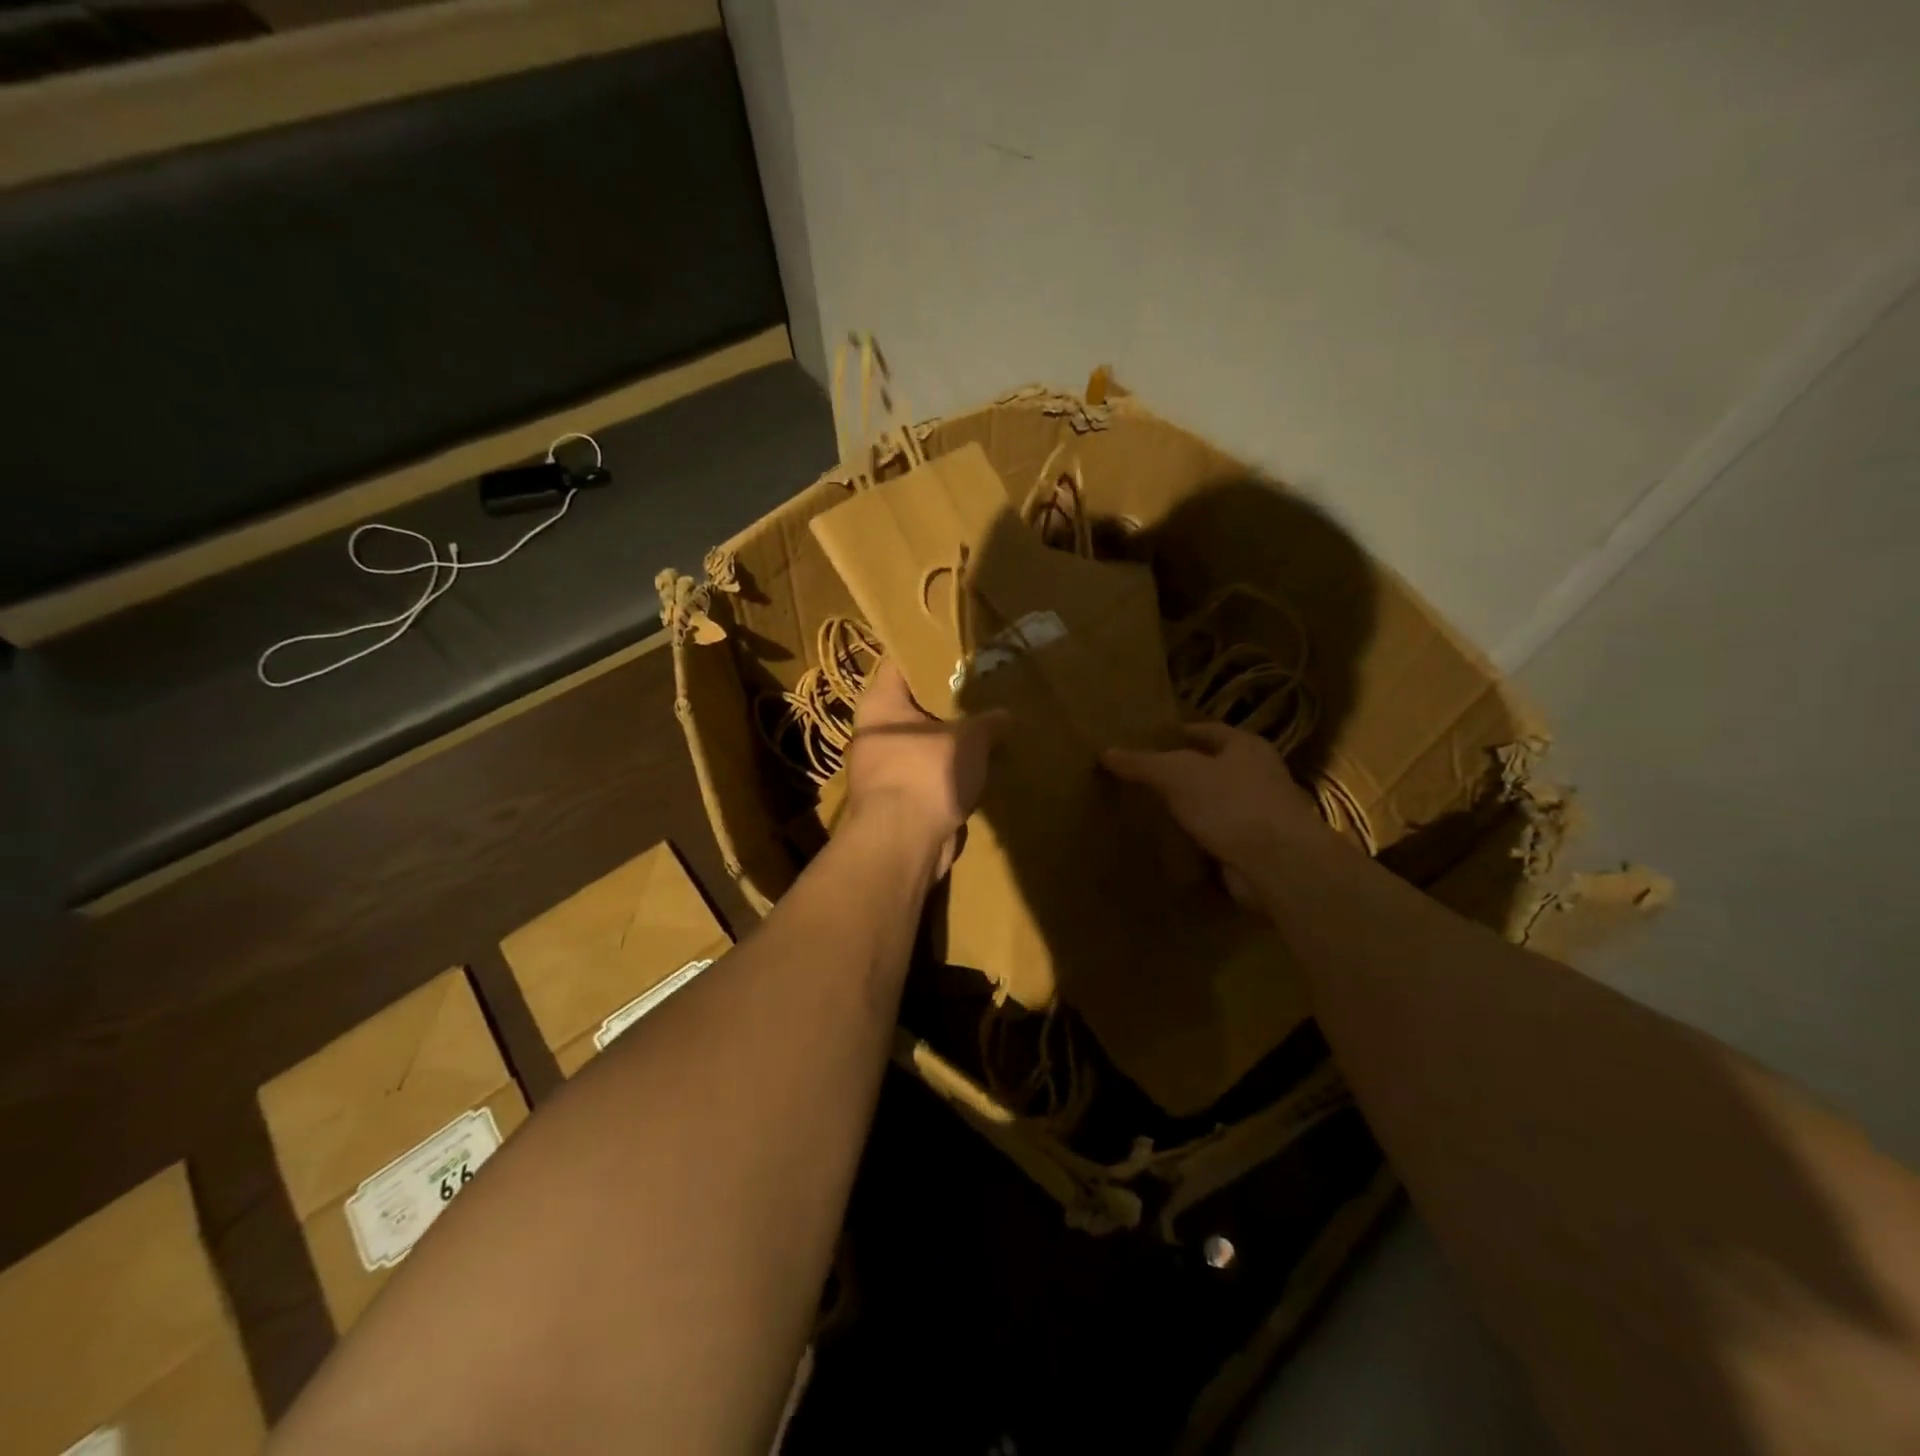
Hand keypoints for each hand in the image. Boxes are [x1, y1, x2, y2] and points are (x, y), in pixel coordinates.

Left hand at [845, 660, 1005, 876]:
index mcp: (880, 702)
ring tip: (988, 725)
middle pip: (914, 705)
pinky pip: (928, 773)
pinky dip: (949, 771)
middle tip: (983, 687)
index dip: (929, 653)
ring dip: (950, 740)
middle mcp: (874, 731)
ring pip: (923, 742)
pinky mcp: (898, 798)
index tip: (958, 647)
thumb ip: (989, 722)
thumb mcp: (969, 739)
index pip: (902, 663)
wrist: (903, 842)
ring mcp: (883, 767)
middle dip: (946, 701)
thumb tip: (1006, 715)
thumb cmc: (927, 772)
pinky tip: (979, 765)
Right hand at [1101, 722, 1332, 906]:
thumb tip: (1106, 752)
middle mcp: (1259, 775)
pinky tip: (1173, 844)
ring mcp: (1262, 814)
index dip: (1179, 733)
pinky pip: (1220, 837)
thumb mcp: (1175, 774)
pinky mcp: (1257, 849)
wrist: (1277, 863)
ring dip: (1192, 808)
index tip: (1150, 740)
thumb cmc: (1229, 803)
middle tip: (1145, 777)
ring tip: (1153, 811)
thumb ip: (1141, 763)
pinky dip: (1200, 839)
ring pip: (1217, 804)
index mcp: (1245, 746)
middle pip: (1214, 767)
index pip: (1207, 730)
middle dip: (1184, 772)